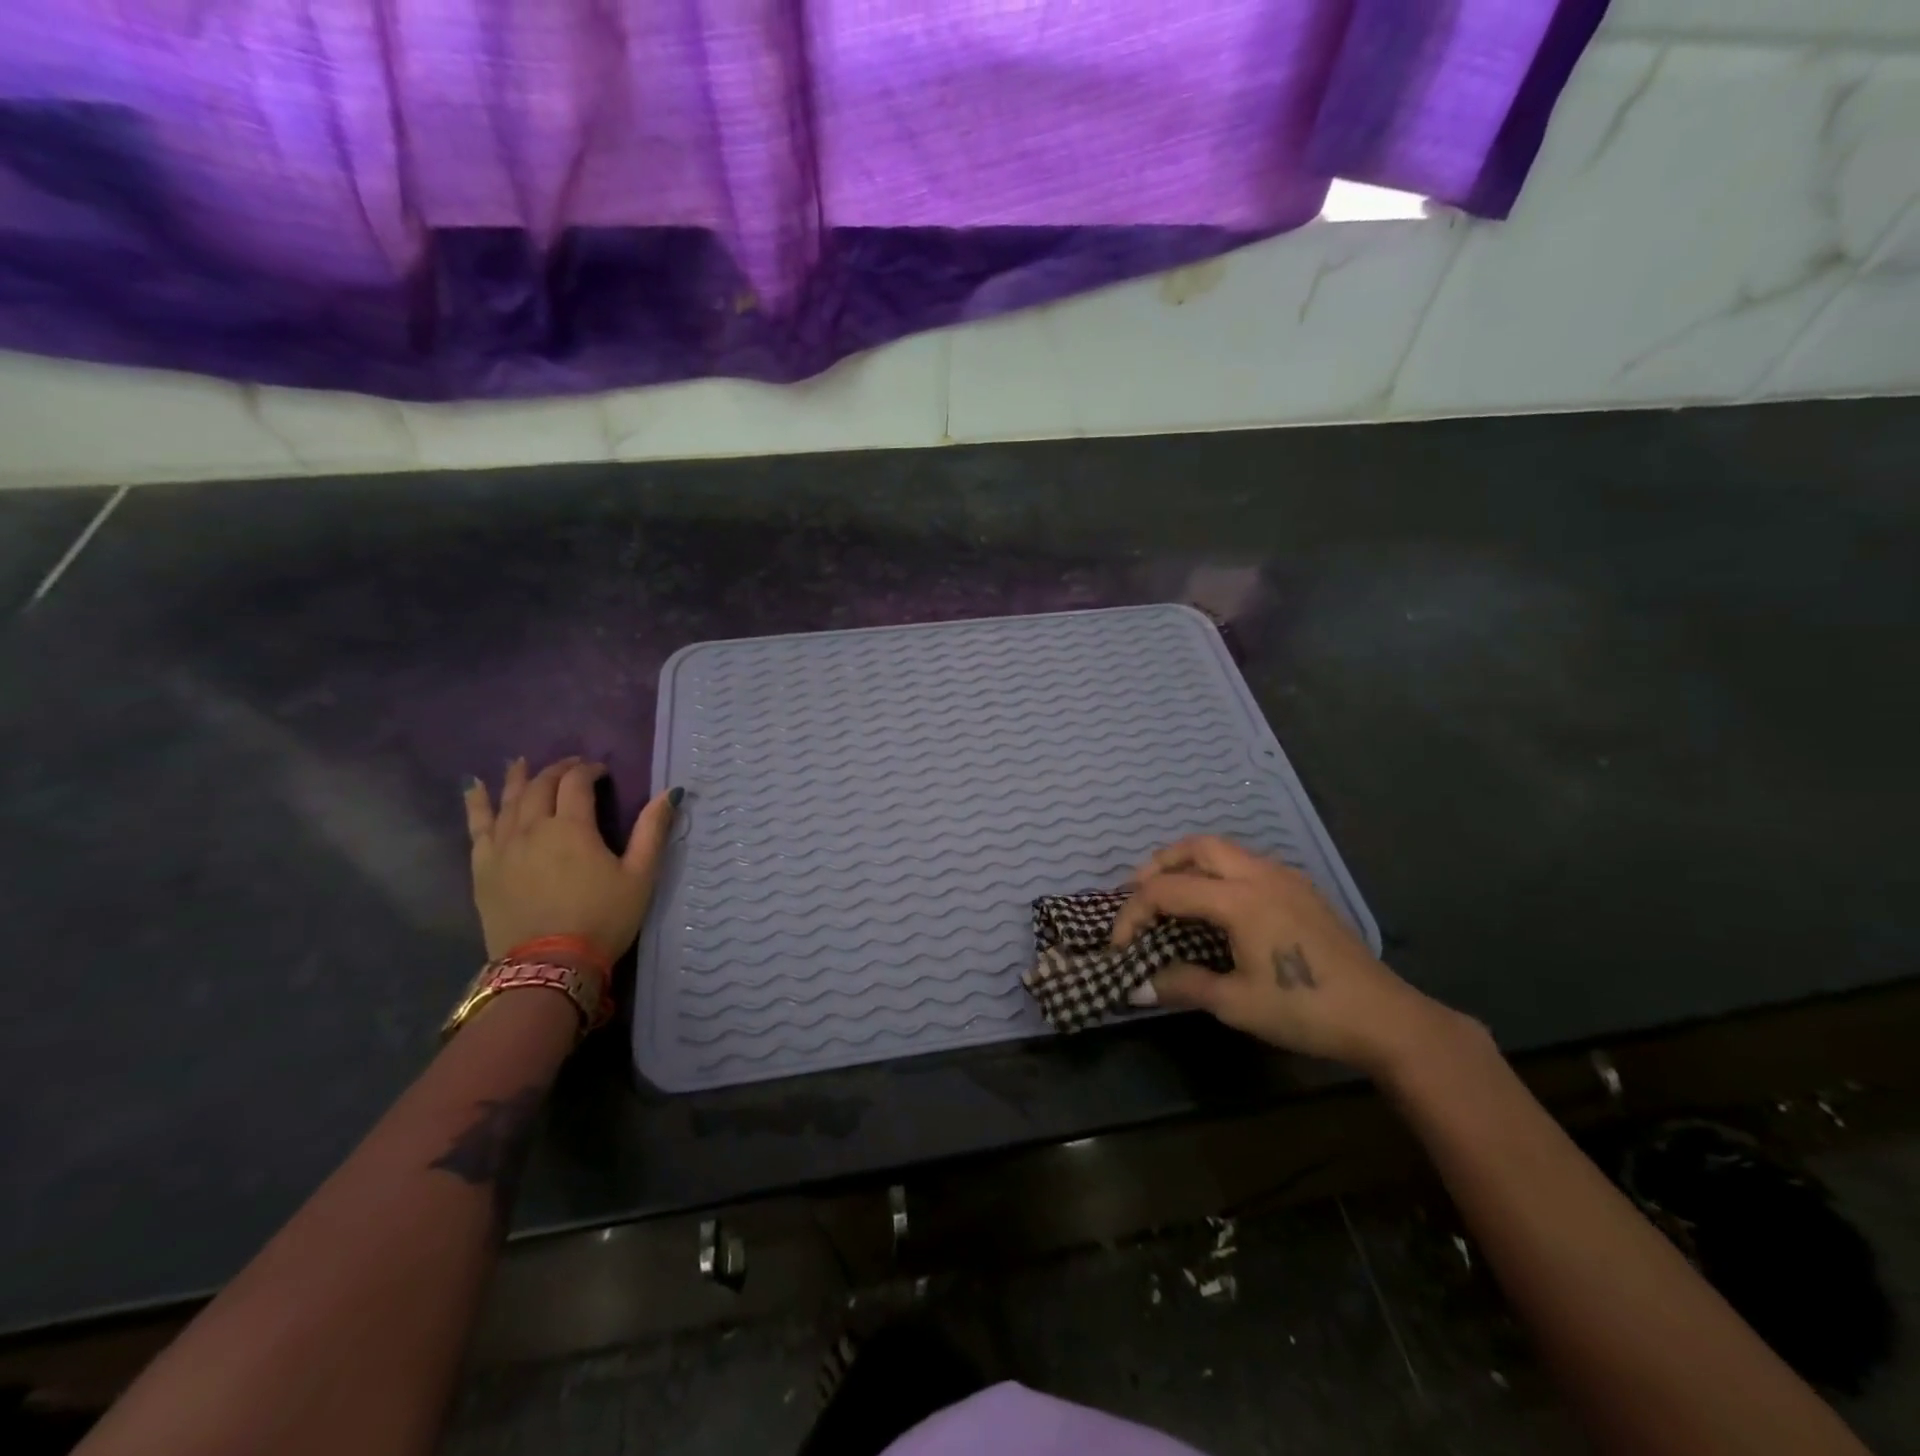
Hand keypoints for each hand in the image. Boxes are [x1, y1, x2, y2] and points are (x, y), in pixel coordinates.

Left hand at [463, 756, 678, 963]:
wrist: (549, 966)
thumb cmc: (602, 919)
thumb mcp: (640, 876)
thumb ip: (652, 830)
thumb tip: (670, 792)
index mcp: (572, 827)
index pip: (576, 783)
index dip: (589, 770)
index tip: (602, 772)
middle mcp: (532, 828)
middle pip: (541, 786)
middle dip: (558, 770)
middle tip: (573, 766)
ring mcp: (502, 847)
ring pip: (508, 800)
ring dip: (519, 778)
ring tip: (522, 763)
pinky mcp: (483, 867)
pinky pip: (477, 826)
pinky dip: (476, 803)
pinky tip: (474, 788)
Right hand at [1114, 835, 1451, 1073]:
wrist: (1383, 1017)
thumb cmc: (1305, 1010)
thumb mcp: (1236, 1004)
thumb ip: (1183, 984)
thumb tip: (1138, 984)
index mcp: (1240, 899)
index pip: (1168, 890)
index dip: (1134, 913)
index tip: (1119, 945)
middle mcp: (1260, 875)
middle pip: (1197, 847)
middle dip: (1159, 864)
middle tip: (1137, 893)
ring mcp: (1284, 877)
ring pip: (1224, 849)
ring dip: (1189, 863)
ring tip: (1170, 893)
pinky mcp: (1301, 888)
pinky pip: (1246, 862)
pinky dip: (1217, 870)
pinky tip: (1216, 903)